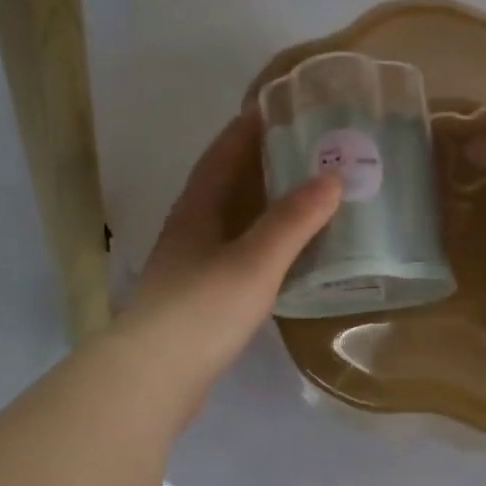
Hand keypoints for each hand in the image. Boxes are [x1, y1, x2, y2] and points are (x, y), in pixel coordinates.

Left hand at [111, 108, 340, 408]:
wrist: (154, 378)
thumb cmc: (203, 309)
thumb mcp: (255, 260)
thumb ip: (293, 221)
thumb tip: (331, 178)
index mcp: (197, 211)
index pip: (222, 155)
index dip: (246, 129)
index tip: (277, 107)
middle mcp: (189, 232)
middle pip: (224, 186)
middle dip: (259, 165)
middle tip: (305, 153)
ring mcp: (190, 268)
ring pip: (229, 224)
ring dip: (260, 207)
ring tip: (302, 201)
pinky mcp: (198, 301)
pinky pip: (235, 257)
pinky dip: (261, 246)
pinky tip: (282, 260)